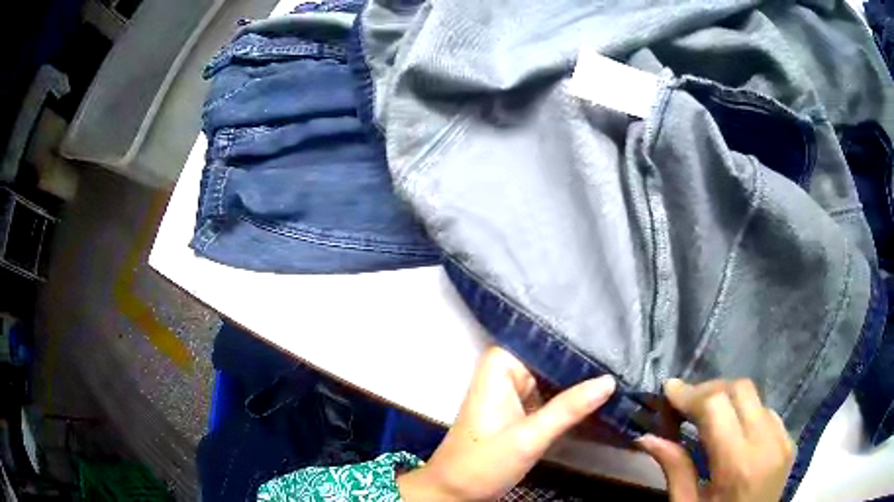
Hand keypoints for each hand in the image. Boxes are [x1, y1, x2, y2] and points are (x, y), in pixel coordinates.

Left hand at [397, 346, 615, 500]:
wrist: (455, 493)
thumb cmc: (482, 463)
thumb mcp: (529, 437)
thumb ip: (569, 408)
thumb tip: (609, 379)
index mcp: (501, 365)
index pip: (547, 341)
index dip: (580, 342)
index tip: (615, 342)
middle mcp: (507, 371)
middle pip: (554, 360)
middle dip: (586, 365)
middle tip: (624, 363)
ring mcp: (514, 392)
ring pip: (556, 379)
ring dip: (582, 384)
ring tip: (621, 375)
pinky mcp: (521, 410)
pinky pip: (552, 397)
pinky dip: (572, 401)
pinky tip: (601, 398)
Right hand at [637, 379, 795, 501]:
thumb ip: (675, 470)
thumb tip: (648, 437)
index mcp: (738, 465)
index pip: (717, 405)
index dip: (691, 393)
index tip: (668, 390)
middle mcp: (767, 443)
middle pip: (740, 389)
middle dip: (709, 389)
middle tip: (685, 404)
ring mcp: (783, 440)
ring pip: (755, 397)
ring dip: (728, 399)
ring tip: (707, 417)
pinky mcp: (789, 441)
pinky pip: (767, 412)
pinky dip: (746, 412)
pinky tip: (732, 431)